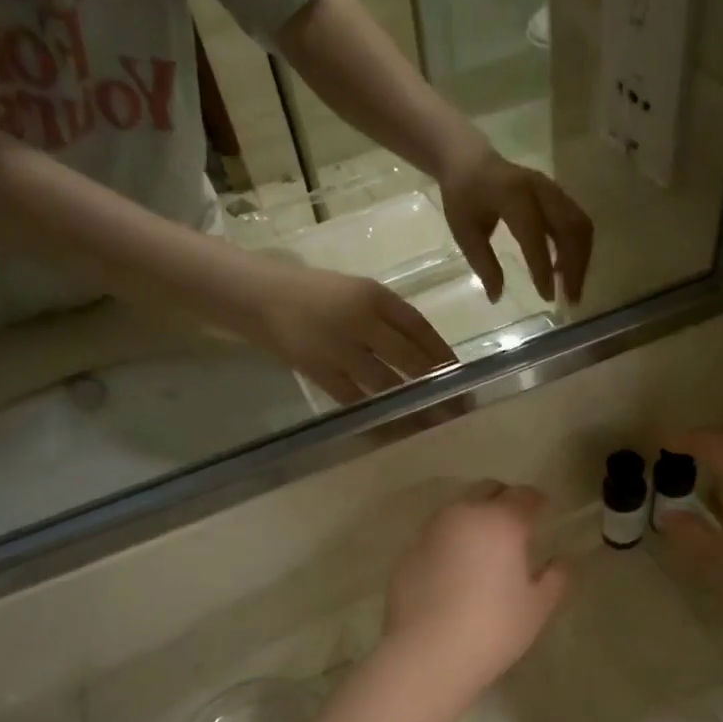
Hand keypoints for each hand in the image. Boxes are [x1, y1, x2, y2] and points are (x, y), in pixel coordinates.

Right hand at [240, 256, 457, 406]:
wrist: (259, 297)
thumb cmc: (314, 293)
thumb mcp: (357, 292)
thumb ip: (391, 319)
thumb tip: (429, 357)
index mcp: (374, 296)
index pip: (420, 328)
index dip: (444, 355)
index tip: (464, 377)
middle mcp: (361, 320)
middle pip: (410, 359)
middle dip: (438, 387)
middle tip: (459, 409)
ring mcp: (339, 348)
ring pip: (387, 385)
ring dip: (414, 407)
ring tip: (435, 424)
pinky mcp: (319, 372)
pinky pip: (357, 401)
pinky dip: (379, 417)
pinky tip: (396, 429)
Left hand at [383, 484, 570, 693]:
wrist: (426, 654)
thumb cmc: (493, 628)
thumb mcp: (537, 607)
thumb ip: (556, 578)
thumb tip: (561, 560)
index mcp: (501, 521)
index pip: (524, 495)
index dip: (537, 501)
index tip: (543, 512)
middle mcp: (463, 515)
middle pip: (486, 490)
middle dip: (503, 500)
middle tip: (514, 524)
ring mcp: (430, 531)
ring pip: (457, 509)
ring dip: (473, 517)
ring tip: (482, 545)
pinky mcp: (407, 553)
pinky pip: (435, 536)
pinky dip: (449, 541)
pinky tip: (453, 569)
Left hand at [438, 139, 592, 306]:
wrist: (468, 159)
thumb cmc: (463, 197)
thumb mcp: (464, 232)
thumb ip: (483, 264)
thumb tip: (497, 298)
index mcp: (512, 195)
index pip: (535, 235)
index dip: (542, 268)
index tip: (546, 297)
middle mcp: (540, 188)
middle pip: (571, 228)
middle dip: (575, 267)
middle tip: (571, 300)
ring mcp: (553, 189)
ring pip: (580, 226)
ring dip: (581, 260)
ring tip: (571, 289)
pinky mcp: (559, 194)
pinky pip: (578, 222)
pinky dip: (578, 249)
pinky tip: (567, 270)